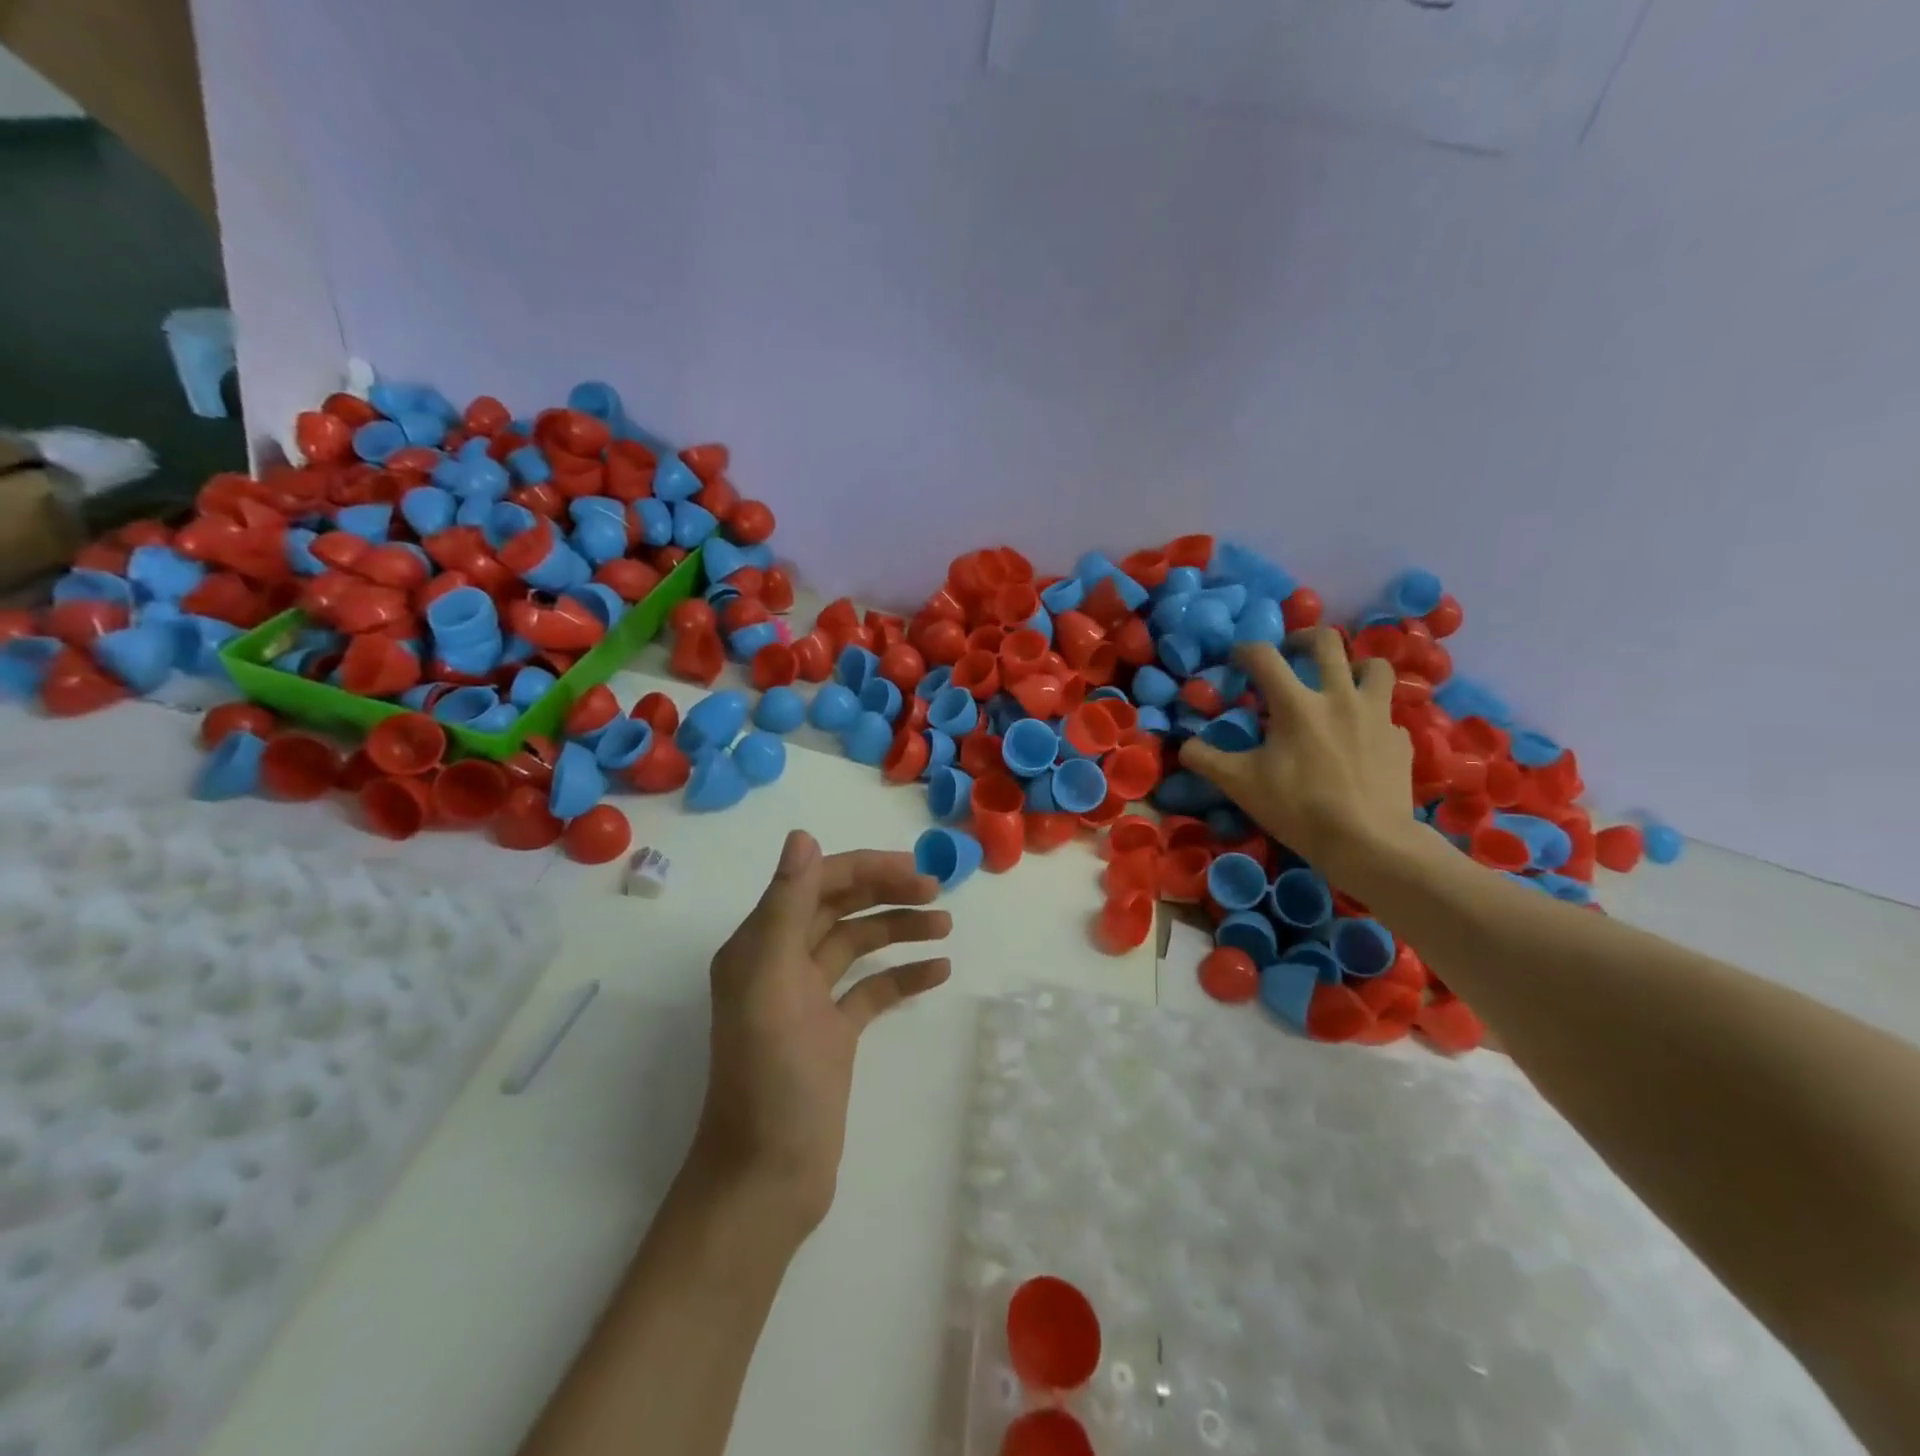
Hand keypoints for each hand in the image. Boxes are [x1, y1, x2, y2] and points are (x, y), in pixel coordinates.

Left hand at [689, 831, 952, 1239]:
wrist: (767, 1179)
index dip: (866, 869)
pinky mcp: (832, 1033)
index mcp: (761, 944)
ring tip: (945, 925)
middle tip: (937, 891)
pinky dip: (902, 975)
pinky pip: (872, 989)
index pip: (817, 883)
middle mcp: (782, 962)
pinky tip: (939, 972)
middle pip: (840, 907)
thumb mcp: (772, 984)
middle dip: (886, 892)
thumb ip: (785, 907)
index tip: (915, 871)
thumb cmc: (771, 1080)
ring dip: (899, 929)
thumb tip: (802, 837)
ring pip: (859, 945)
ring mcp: (809, 999)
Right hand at [1178, 630, 1419, 883]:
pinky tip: (1359, 734)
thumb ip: (1206, 759)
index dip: (1245, 651)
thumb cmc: (1298, 808)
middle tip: (1291, 652)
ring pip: (1373, 665)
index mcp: (1297, 704)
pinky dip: (1370, 714)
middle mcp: (1339, 696)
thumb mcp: (1240, 785)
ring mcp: (1377, 715)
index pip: (1264, 656)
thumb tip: (1185, 745)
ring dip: (1352, 665)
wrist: (1368, 842)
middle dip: (1303, 638)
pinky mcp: (1400, 738)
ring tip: (1337, 681)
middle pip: (1326, 641)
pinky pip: (1386, 712)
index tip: (1236, 660)